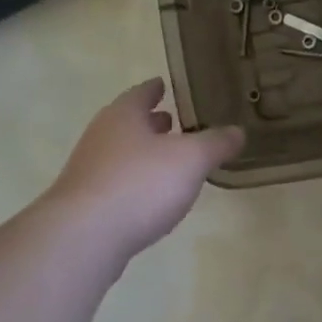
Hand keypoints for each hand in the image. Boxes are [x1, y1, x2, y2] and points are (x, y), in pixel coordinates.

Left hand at [45, 80, 243, 257]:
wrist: (84, 237)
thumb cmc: (140, 184)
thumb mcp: (191, 159)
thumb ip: (216, 143)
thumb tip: (237, 132)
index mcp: (124, 115)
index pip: (141, 93)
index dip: (155, 88)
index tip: (165, 85)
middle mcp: (101, 136)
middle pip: (129, 123)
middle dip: (151, 122)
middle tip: (175, 122)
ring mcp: (89, 171)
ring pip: (122, 153)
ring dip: (144, 153)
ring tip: (169, 159)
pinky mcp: (86, 204)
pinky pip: (117, 183)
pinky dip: (136, 182)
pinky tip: (152, 197)